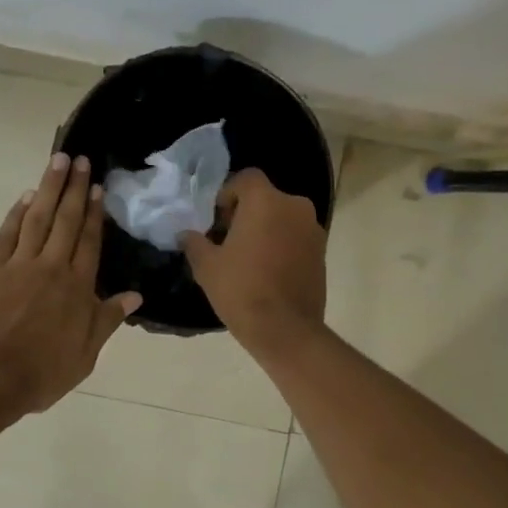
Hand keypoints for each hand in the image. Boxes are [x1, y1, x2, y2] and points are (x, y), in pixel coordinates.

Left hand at [0, 153, 142, 417]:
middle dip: (74, 188)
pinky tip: (25, 198)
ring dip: (48, 188)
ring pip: (37, 218)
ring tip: (57, 161)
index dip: (94, 212)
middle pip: (66, 220)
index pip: (89, 241)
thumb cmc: (41, 373)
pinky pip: (7, 234)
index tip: (97, 187)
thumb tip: (134, 296)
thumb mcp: (85, 356)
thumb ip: (106, 321)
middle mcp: (51, 267)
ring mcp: (18, 265)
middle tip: (80, 159)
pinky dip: (17, 213)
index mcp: (77, 288)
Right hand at [180, 168, 326, 353]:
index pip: (245, 178)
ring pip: (283, 218)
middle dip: (246, 213)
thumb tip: (186, 235)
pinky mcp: (322, 252)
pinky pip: (296, 237)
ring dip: (266, 229)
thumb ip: (194, 242)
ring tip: (247, 258)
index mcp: (266, 201)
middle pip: (265, 198)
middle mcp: (295, 207)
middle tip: (227, 240)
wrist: (285, 330)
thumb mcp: (207, 266)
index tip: (216, 220)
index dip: (227, 194)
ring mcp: (313, 230)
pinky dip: (282, 245)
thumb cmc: (241, 290)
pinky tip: (267, 271)